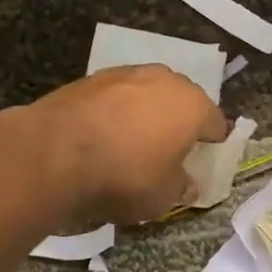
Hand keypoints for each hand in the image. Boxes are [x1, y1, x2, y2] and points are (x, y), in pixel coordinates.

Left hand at [26, 66, 229, 225]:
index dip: (211, 143)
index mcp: (192, 105)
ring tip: (131, 141)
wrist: (56, 150)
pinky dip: (115, 111)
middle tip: (167, 150)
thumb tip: (187, 183)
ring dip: (145, 113)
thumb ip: (180, 187)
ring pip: (147, 93)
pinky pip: (115, 96)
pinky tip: (102, 134)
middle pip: (181, 101)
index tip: (201, 160)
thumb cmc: (125, 175)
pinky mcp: (92, 77)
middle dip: (178, 122)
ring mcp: (126, 73)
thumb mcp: (162, 197)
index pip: (215, 123)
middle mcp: (164, 80)